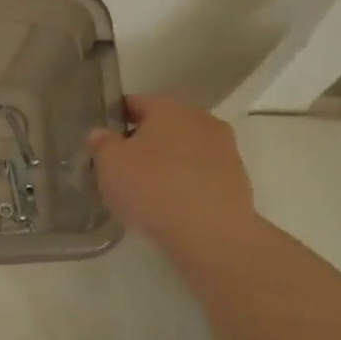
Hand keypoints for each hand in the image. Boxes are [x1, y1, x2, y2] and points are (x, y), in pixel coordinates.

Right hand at [88, 95, 258, 246]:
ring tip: (148, 191)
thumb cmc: (153, 188)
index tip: (103, 142)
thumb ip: (102, 143)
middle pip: (164, 125)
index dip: (115, 120)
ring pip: (185, 150)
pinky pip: (202, 175)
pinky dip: (187, 183)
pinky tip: (172, 206)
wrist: (213, 236)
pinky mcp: (238, 181)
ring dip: (168, 163)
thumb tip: (103, 134)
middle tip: (123, 167)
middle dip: (144, 142)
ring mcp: (225, 150)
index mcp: (169, 108)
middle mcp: (202, 120)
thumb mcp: (109, 164)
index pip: (134, 103)